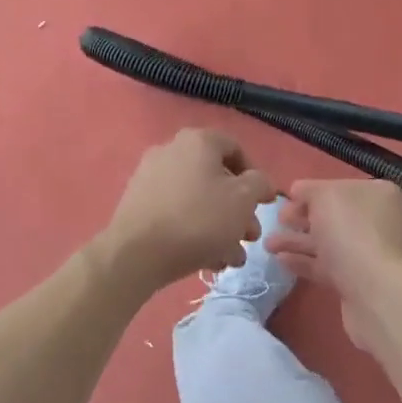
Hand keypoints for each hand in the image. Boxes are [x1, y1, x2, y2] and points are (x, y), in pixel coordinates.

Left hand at [99, 129, 276, 292]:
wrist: (138, 253)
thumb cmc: (199, 219)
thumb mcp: (243, 199)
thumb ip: (259, 184)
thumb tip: (259, 181)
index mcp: (197, 141)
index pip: (235, 148)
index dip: (255, 176)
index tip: (263, 203)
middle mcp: (171, 151)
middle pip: (216, 179)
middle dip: (239, 211)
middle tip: (250, 237)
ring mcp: (150, 178)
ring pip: (197, 200)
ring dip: (221, 228)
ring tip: (232, 258)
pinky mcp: (138, 204)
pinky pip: (176, 213)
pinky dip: (195, 231)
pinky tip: (208, 261)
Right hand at [264, 178, 401, 308]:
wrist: (373, 290)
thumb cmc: (350, 230)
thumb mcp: (323, 195)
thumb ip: (309, 189)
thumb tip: (299, 192)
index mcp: (379, 195)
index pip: (340, 188)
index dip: (311, 193)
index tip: (287, 200)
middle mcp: (380, 221)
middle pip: (334, 216)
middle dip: (302, 219)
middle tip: (277, 222)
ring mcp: (372, 253)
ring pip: (329, 242)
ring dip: (298, 241)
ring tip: (268, 244)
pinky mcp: (360, 280)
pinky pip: (328, 266)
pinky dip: (305, 262)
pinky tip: (281, 261)